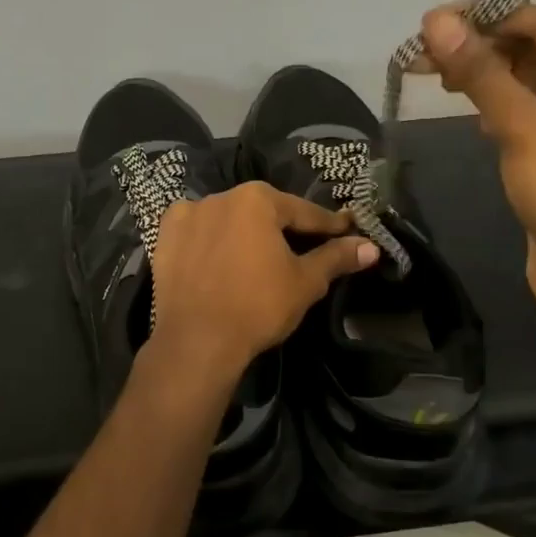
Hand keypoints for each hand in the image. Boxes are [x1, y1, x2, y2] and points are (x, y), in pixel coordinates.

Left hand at [148, 182, 379, 378]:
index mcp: (257, 199)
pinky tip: (219, 258)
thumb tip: (371, 246)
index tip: (346, 231)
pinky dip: (211, 241)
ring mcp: (188, 214)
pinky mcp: (165, 237)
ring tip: (258, 258)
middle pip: (263, 212)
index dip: (327, 226)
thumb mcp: (305, 282)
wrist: (197, 340)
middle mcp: (221, 196)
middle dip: (283, 229)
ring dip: (245, 234)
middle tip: (303, 250)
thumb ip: (336, 258)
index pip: (303, 212)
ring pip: (229, 220)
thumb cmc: (258, 306)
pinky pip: (197, 233)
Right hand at [418, 3, 535, 311]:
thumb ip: (481, 71)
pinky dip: (491, 104)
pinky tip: (460, 103)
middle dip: (478, 48)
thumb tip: (436, 20)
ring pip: (522, 82)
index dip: (487, 17)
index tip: (431, 20)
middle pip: (532, 51)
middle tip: (420, 49)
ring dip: (479, 75)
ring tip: (429, 71)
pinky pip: (521, 112)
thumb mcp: (525, 127)